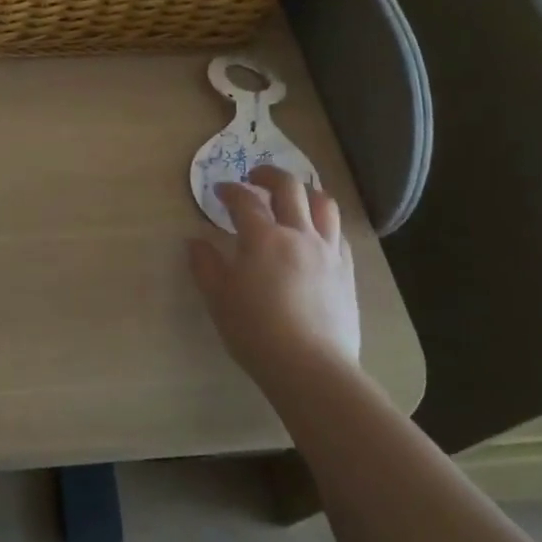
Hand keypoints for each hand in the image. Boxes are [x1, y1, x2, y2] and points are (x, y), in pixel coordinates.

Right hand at [188, 166, 359, 389]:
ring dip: (305, 192)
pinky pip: (338, 233)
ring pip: (323, 204)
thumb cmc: (255, 331)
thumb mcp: (218, 298)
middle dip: (269, 174)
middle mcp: (298, 234)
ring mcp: (327, 251)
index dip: (230, 190)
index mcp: (263, 237)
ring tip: (293, 198)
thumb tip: (195, 242)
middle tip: (255, 177)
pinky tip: (314, 235)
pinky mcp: (346, 272)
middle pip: (289, 187)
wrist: (311, 367)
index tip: (219, 191)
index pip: (245, 199)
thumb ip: (205, 265)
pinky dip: (324, 223)